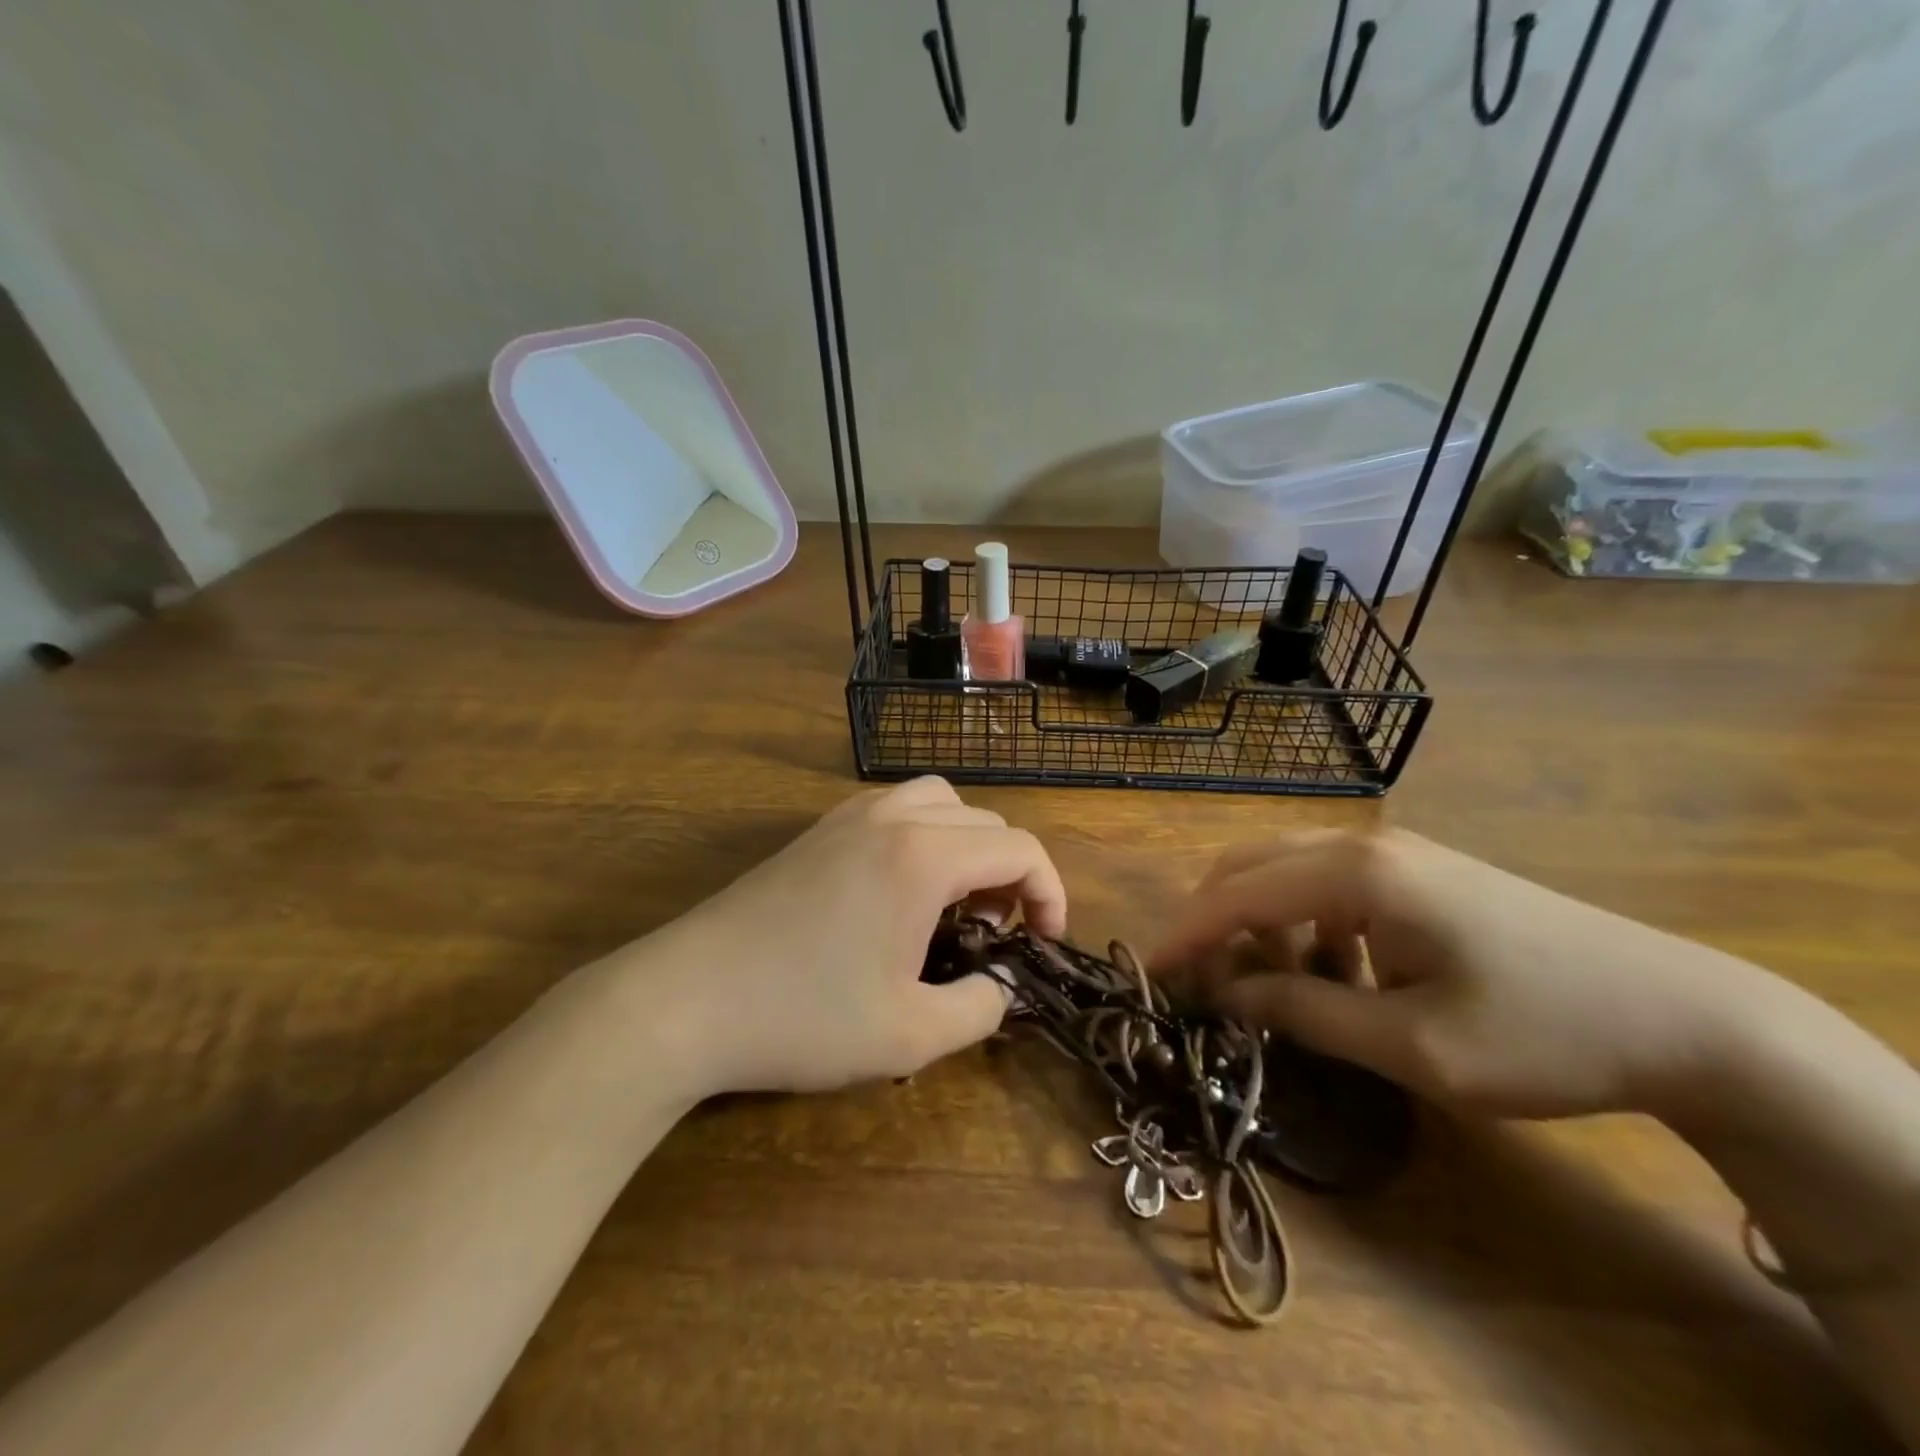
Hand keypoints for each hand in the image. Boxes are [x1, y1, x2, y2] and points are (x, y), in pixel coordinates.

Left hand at [635, 778, 1065, 1097]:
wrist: (686, 999)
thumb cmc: (803, 1017)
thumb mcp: (910, 1036)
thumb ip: (981, 1009)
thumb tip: (1002, 987)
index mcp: (924, 856)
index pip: (1020, 849)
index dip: (1051, 893)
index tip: (1044, 943)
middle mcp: (892, 817)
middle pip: (985, 821)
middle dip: (1010, 872)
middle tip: (997, 932)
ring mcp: (848, 816)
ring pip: (939, 801)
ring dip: (967, 844)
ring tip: (955, 902)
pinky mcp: (817, 831)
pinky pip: (895, 808)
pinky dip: (924, 835)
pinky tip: (901, 890)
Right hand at [1149, 829, 1763, 1120]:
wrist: (1686, 1014)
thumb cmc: (1542, 1032)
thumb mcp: (1412, 1045)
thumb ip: (1303, 1012)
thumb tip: (1224, 997)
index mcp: (1357, 873)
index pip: (1237, 894)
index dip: (1186, 934)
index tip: (1149, 973)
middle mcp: (1363, 844)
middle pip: (1250, 865)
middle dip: (1213, 920)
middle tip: (1198, 981)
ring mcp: (1394, 851)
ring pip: (1285, 869)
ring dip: (1258, 921)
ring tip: (1267, 986)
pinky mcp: (1417, 869)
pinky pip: (1326, 881)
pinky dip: (1301, 920)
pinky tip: (1331, 971)